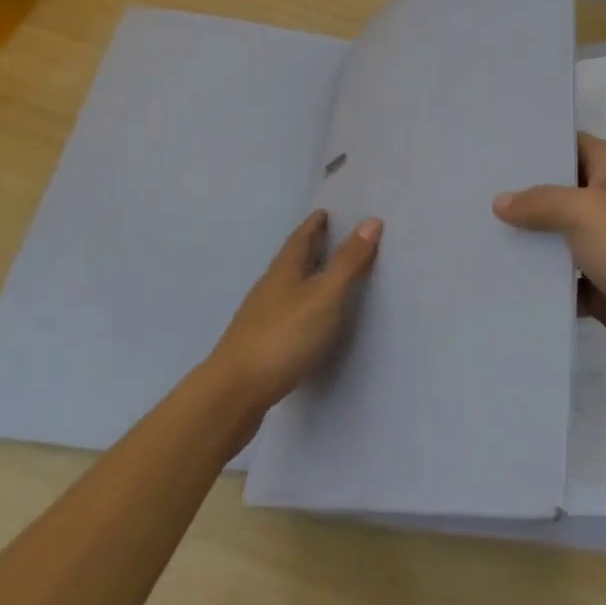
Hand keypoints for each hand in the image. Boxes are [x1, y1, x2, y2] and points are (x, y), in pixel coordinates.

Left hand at [207, 210, 381, 411]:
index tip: (325, 212)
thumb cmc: (284, 336)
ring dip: (306, 276)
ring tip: (326, 275)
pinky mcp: (261, 344)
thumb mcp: (325, 295)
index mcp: (285, 270)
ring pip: (288, 286)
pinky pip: (287, 312)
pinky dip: (302, 304)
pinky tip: (310, 318)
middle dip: (311, 246)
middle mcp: (270, 287)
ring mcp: (262, 317)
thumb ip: (348, 261)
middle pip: (293, 260)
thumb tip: (371, 220)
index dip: (314, 224)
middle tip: (331, 236)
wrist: (235, 392)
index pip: (301, 237)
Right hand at [494, 132, 605, 392]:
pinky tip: (501, 280)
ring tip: (473, 234)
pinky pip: (563, 281)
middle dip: (521, 194)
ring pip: (558, 238)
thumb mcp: (587, 212)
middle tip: (470, 191)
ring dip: (527, 241)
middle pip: (559, 191)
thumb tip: (500, 201)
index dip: (536, 143)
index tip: (493, 146)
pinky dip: (540, 283)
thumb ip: (541, 202)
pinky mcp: (603, 289)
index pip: (571, 143)